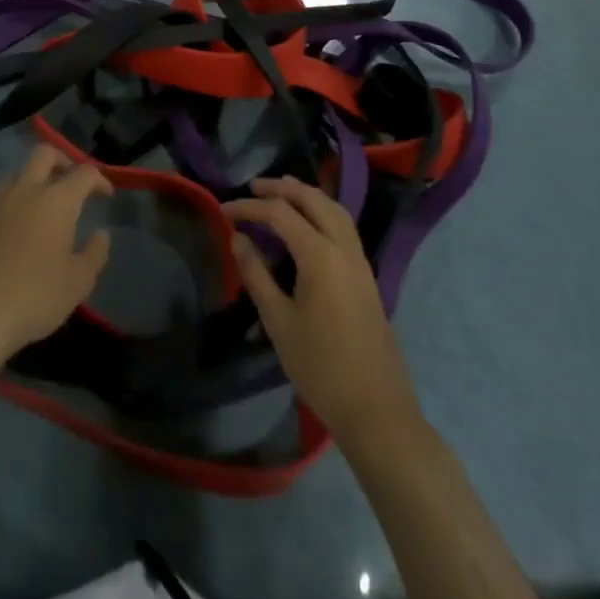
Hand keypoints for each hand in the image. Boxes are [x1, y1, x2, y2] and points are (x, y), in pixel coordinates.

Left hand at [0, 146, 111, 377]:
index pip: (83, 173)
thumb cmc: (32, 298)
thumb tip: (100, 234)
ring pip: (16, 174)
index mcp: (56, 201)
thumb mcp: (77, 284)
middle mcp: (25, 190)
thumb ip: (94, 254)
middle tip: (70, 182)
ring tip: (40, 208)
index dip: (99, 179)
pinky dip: (10, 204)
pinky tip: (11, 230)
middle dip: (62, 160)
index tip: (106, 194)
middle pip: (44, 154)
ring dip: (32, 182)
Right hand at [224, 176, 421, 452]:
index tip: (223, 211)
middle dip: (280, 188)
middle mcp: (343, 247)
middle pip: (312, 199)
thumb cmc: (320, 367)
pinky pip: (343, 225)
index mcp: (320, 255)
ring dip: (305, 195)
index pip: (279, 213)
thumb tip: (239, 239)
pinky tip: (307, 223)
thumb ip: (256, 274)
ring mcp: (360, 260)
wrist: (376, 410)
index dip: (249, 207)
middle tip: (252, 188)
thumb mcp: (278, 321)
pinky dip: (321, 211)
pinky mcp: (366, 274)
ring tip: (279, 194)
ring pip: (333, 208)